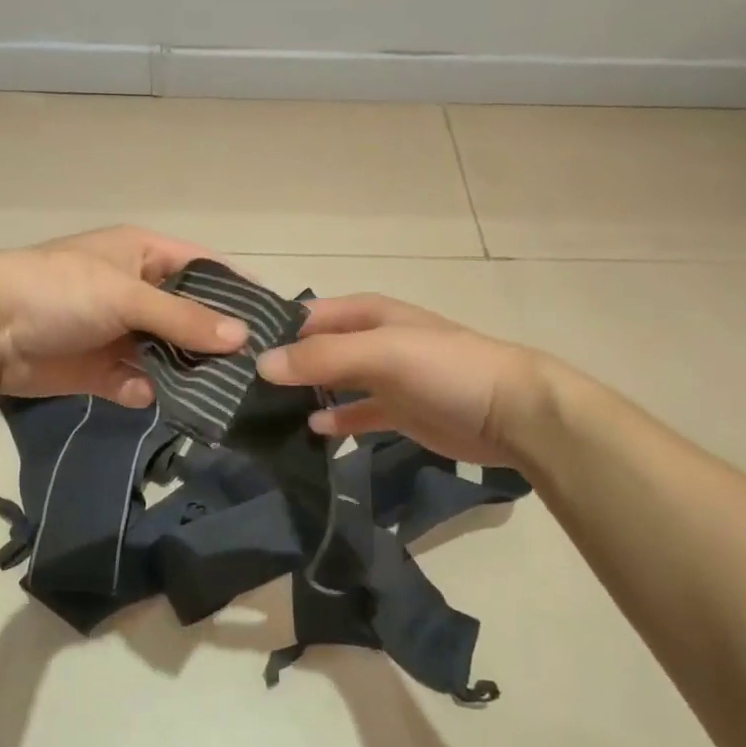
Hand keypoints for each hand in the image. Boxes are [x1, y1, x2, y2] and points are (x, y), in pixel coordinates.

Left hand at [0, 226, 248, 404]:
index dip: (236, 290)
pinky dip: (145, 391)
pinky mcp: (99, 370)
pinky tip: (151, 398)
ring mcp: (117, 333)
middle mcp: (134, 292)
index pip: (203, 268)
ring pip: (166, 354)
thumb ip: (183, 317)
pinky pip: (136, 382)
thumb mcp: (126, 295)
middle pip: (188, 317)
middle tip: (255, 369)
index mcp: (142, 255)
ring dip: (185, 372)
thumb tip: (242, 337)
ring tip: (221, 395)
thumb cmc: (59, 291)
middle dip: (214, 341)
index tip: (274, 319)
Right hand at [256, 294, 544, 465]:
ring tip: (262, 413)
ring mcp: (384, 378)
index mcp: (367, 315)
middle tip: (237, 391)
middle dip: (283, 366)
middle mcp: (371, 342)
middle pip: (316, 350)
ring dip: (304, 394)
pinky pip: (354, 414)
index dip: (273, 332)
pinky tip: (311, 431)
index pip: (306, 316)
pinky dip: (334, 421)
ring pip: (332, 383)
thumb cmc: (447, 369)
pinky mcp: (396, 413)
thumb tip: (262, 365)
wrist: (512, 413)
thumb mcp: (383, 353)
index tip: (233, 356)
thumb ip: (323, 357)